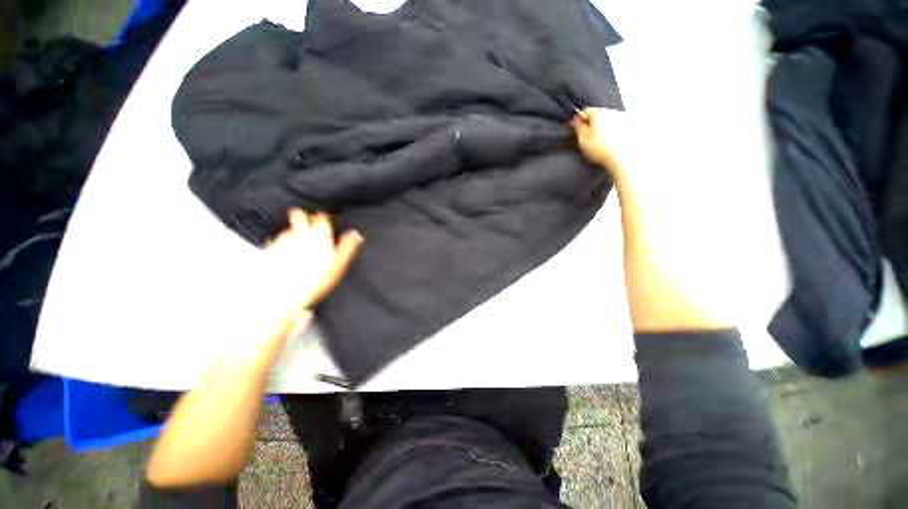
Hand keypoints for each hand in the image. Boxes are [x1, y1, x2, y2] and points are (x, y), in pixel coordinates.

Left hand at [265, 209, 363, 310]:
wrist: (283, 291)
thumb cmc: (314, 279)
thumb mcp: (339, 263)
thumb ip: (348, 246)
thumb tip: (356, 235)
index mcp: (319, 234)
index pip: (321, 217)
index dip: (324, 218)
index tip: (325, 220)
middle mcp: (299, 233)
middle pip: (299, 215)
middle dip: (303, 217)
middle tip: (307, 224)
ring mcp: (283, 239)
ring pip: (288, 229)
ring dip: (293, 233)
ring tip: (298, 244)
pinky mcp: (269, 248)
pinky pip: (277, 241)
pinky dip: (281, 244)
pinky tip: (285, 255)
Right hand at [570, 107, 628, 181]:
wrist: (624, 158)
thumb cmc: (603, 150)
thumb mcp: (582, 139)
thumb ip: (577, 127)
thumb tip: (575, 119)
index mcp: (599, 113)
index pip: (585, 111)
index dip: (578, 120)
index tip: (574, 128)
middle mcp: (612, 112)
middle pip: (598, 115)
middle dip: (591, 125)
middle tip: (586, 139)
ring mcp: (624, 118)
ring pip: (609, 121)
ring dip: (603, 129)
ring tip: (599, 144)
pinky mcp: (632, 127)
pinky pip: (618, 128)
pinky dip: (613, 134)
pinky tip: (610, 145)